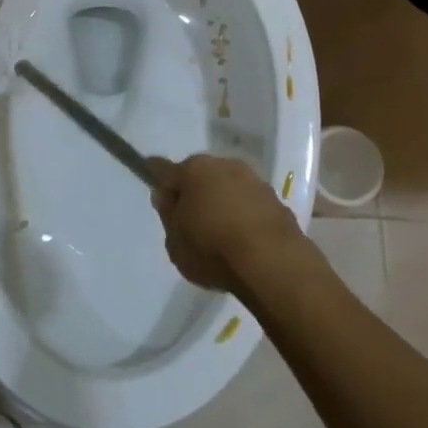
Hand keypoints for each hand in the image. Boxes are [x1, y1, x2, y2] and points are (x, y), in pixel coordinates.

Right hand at [149, 153, 306, 294]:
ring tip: (220, 232)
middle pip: (199, 175)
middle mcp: (223, 165)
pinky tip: (243, 238)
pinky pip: (249, 203)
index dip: (156, 176)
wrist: (272, 262)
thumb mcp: (175, 242)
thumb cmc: (213, 249)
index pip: (164, 169)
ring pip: (227, 186)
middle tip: (190, 219)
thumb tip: (166, 195)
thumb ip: (169, 215)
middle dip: (194, 191)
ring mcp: (252, 179)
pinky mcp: (275, 198)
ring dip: (222, 201)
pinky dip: (243, 214)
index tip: (151, 179)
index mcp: (193, 170)